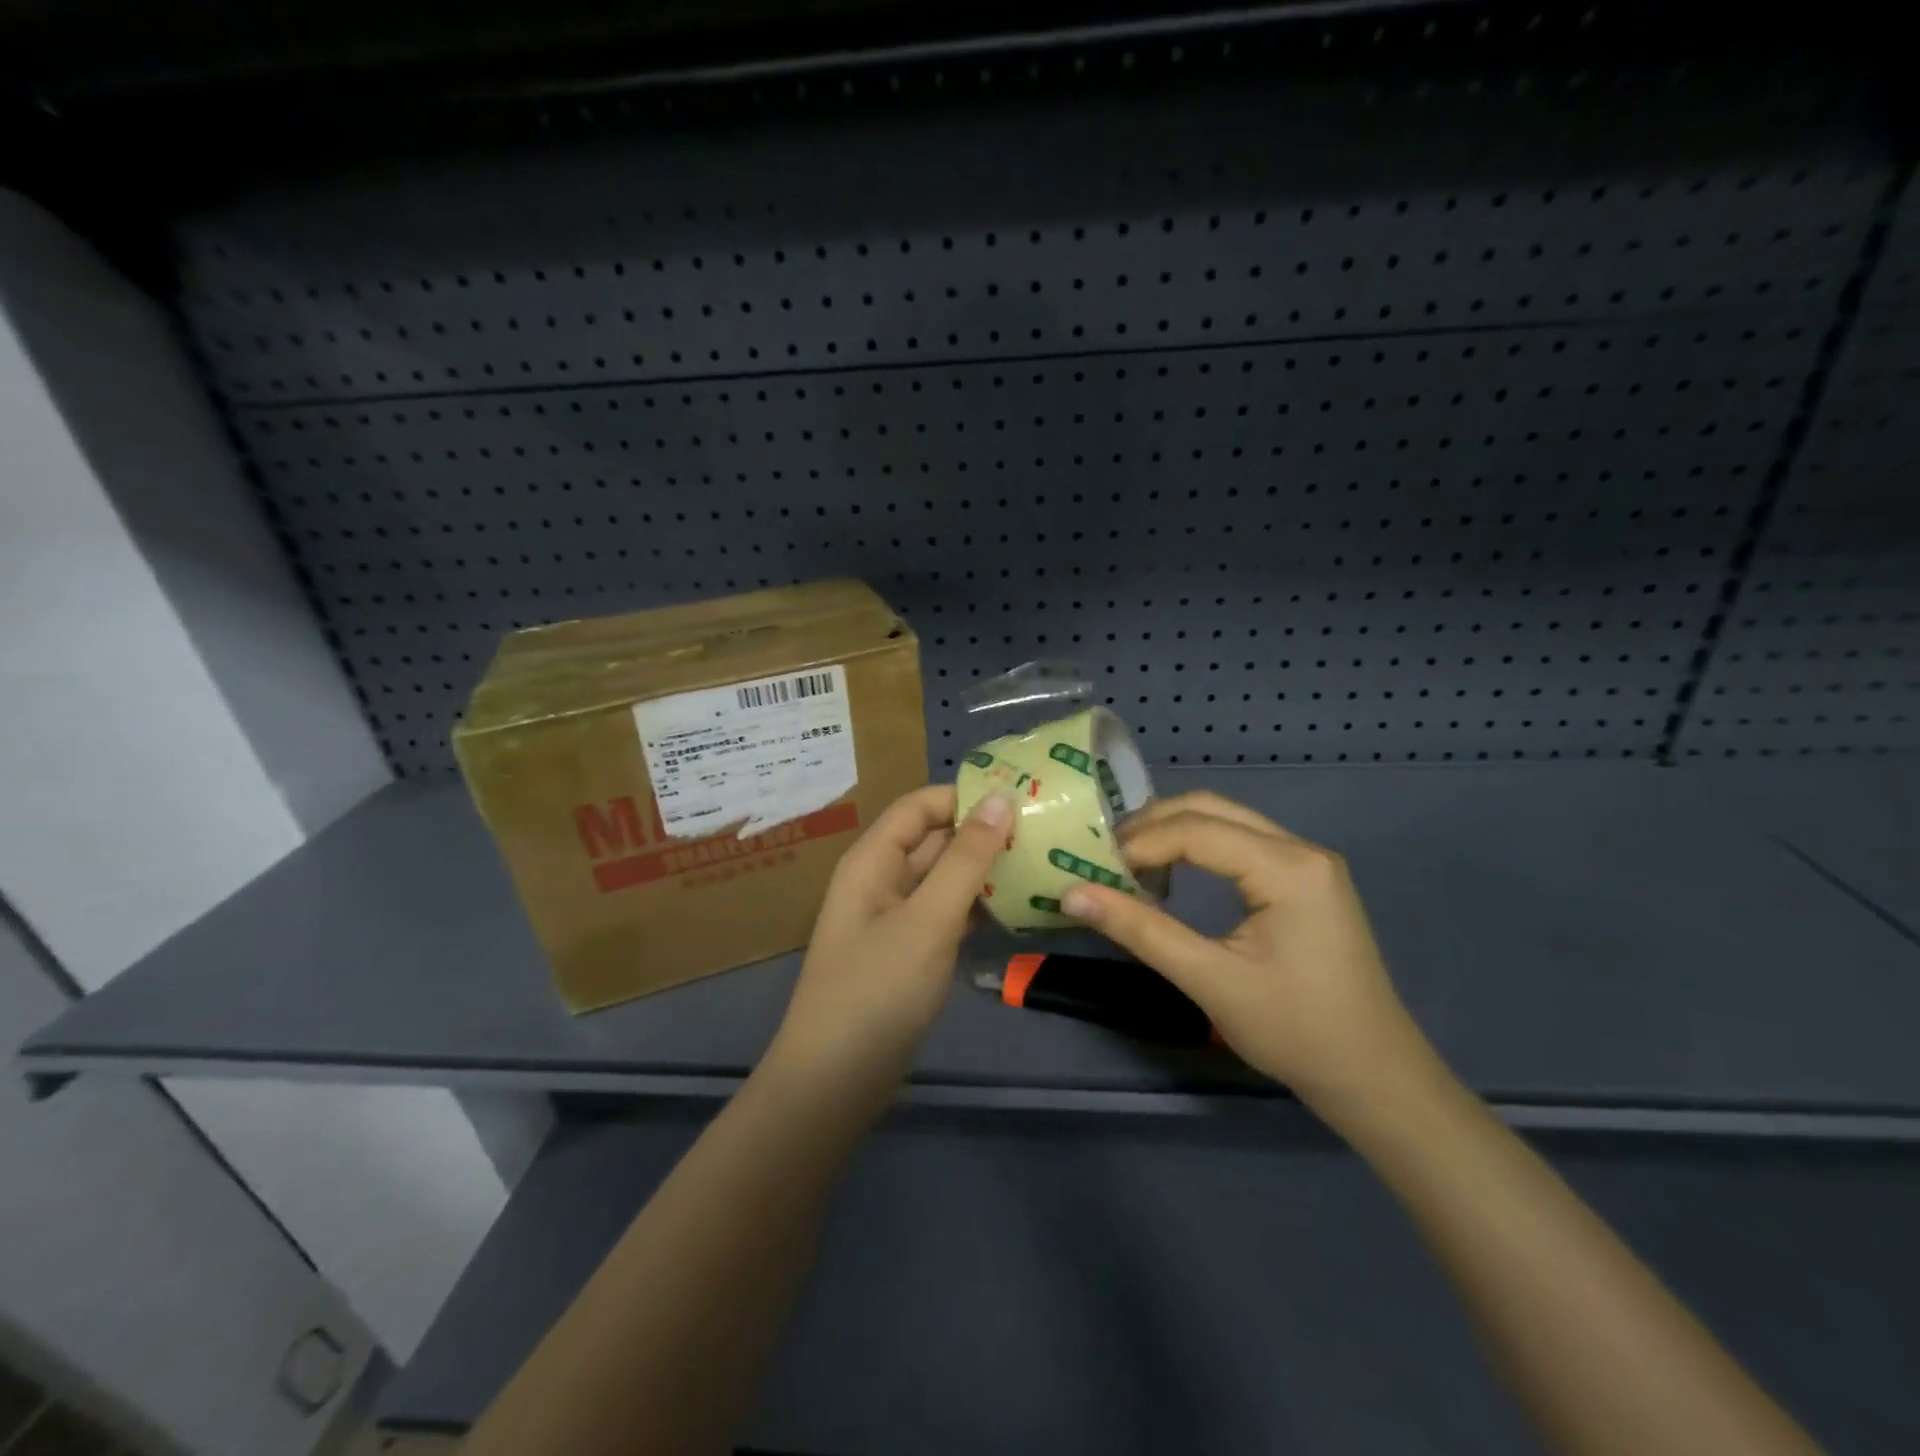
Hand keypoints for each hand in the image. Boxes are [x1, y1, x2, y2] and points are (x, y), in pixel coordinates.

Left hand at [770, 786, 1011, 1095]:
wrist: (836, 1081)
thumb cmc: (878, 989)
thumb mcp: (928, 919)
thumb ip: (966, 859)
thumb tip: (999, 799)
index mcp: (873, 860)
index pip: (920, 806)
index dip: (965, 796)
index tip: (1022, 796)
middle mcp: (881, 880)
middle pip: (934, 840)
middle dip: (983, 832)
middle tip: (1044, 830)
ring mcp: (895, 918)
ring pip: (944, 879)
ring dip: (985, 871)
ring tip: (1042, 861)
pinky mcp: (909, 952)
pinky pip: (946, 914)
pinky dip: (976, 907)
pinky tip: (1018, 907)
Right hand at [1061, 791, 1444, 1118]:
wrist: (1375, 1077)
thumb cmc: (1296, 1031)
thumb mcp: (1211, 981)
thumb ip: (1141, 931)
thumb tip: (1072, 893)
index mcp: (1287, 867)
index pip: (1194, 829)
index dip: (1138, 844)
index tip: (1092, 868)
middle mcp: (1301, 849)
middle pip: (1209, 809)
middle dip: (1151, 826)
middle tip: (1103, 856)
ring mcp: (1308, 862)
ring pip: (1225, 821)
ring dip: (1172, 833)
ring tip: (1128, 865)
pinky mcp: (1306, 880)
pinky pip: (1241, 843)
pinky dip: (1198, 848)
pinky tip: (1172, 875)